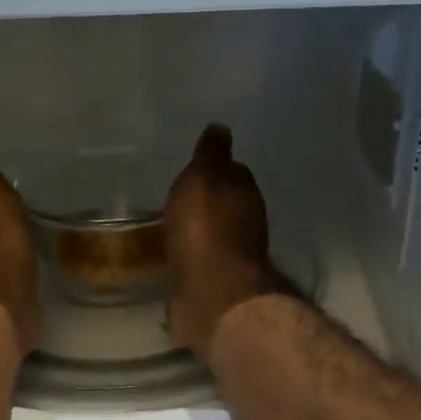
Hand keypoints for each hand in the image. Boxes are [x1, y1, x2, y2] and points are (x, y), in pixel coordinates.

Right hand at [163, 124, 282, 355]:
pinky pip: (200, 261)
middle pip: (227, 204)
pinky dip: (191, 256)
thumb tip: (221, 128)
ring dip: (199, 230)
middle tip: (183, 198)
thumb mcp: (203, 177)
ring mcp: (232, 256)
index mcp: (245, 193)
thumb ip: (211, 154)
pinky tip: (175, 255)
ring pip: (214, 234)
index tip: (198, 169)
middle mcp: (246, 223)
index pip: (235, 172)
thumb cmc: (205, 227)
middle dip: (209, 201)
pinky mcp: (215, 283)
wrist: (211, 291)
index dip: (217, 169)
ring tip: (174, 226)